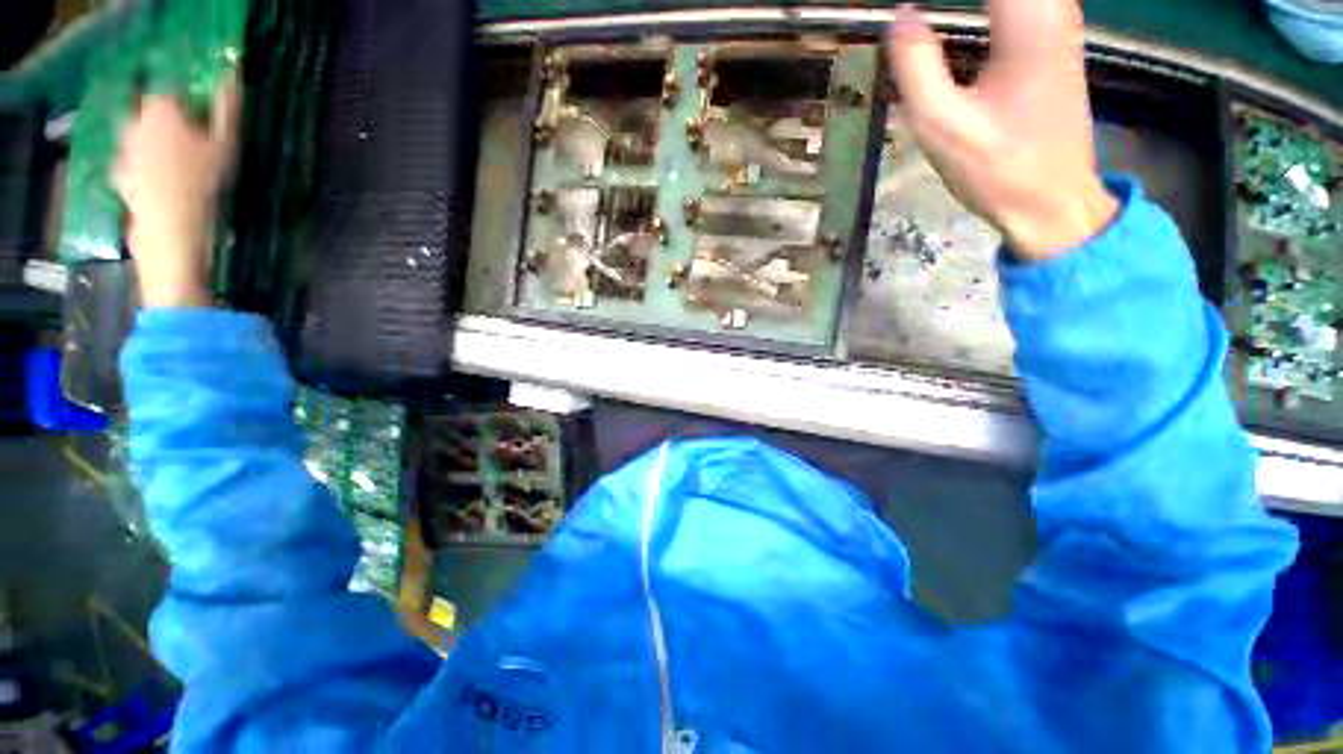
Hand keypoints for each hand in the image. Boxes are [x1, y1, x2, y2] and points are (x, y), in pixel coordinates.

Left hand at [112, 81, 241, 307]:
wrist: (170, 233)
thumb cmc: (202, 185)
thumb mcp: (226, 146)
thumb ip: (227, 110)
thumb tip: (231, 77)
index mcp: (160, 108)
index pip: (172, 88)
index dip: (188, 98)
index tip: (203, 113)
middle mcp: (135, 122)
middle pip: (149, 109)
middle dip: (166, 118)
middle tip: (188, 136)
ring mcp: (123, 151)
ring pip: (138, 135)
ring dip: (153, 141)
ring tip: (175, 160)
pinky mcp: (120, 177)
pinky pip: (131, 162)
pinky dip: (142, 165)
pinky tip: (158, 180)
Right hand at [885, 0, 1117, 259]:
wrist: (1051, 202)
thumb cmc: (997, 170)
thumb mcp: (942, 126)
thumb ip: (916, 67)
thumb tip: (900, 16)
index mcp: (1028, 20)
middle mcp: (1053, 6)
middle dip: (946, 1)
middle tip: (910, 16)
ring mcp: (1058, 22)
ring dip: (966, 3)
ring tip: (923, 16)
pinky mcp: (1052, 40)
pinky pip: (1019, 1)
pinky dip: (988, 5)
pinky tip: (965, 18)